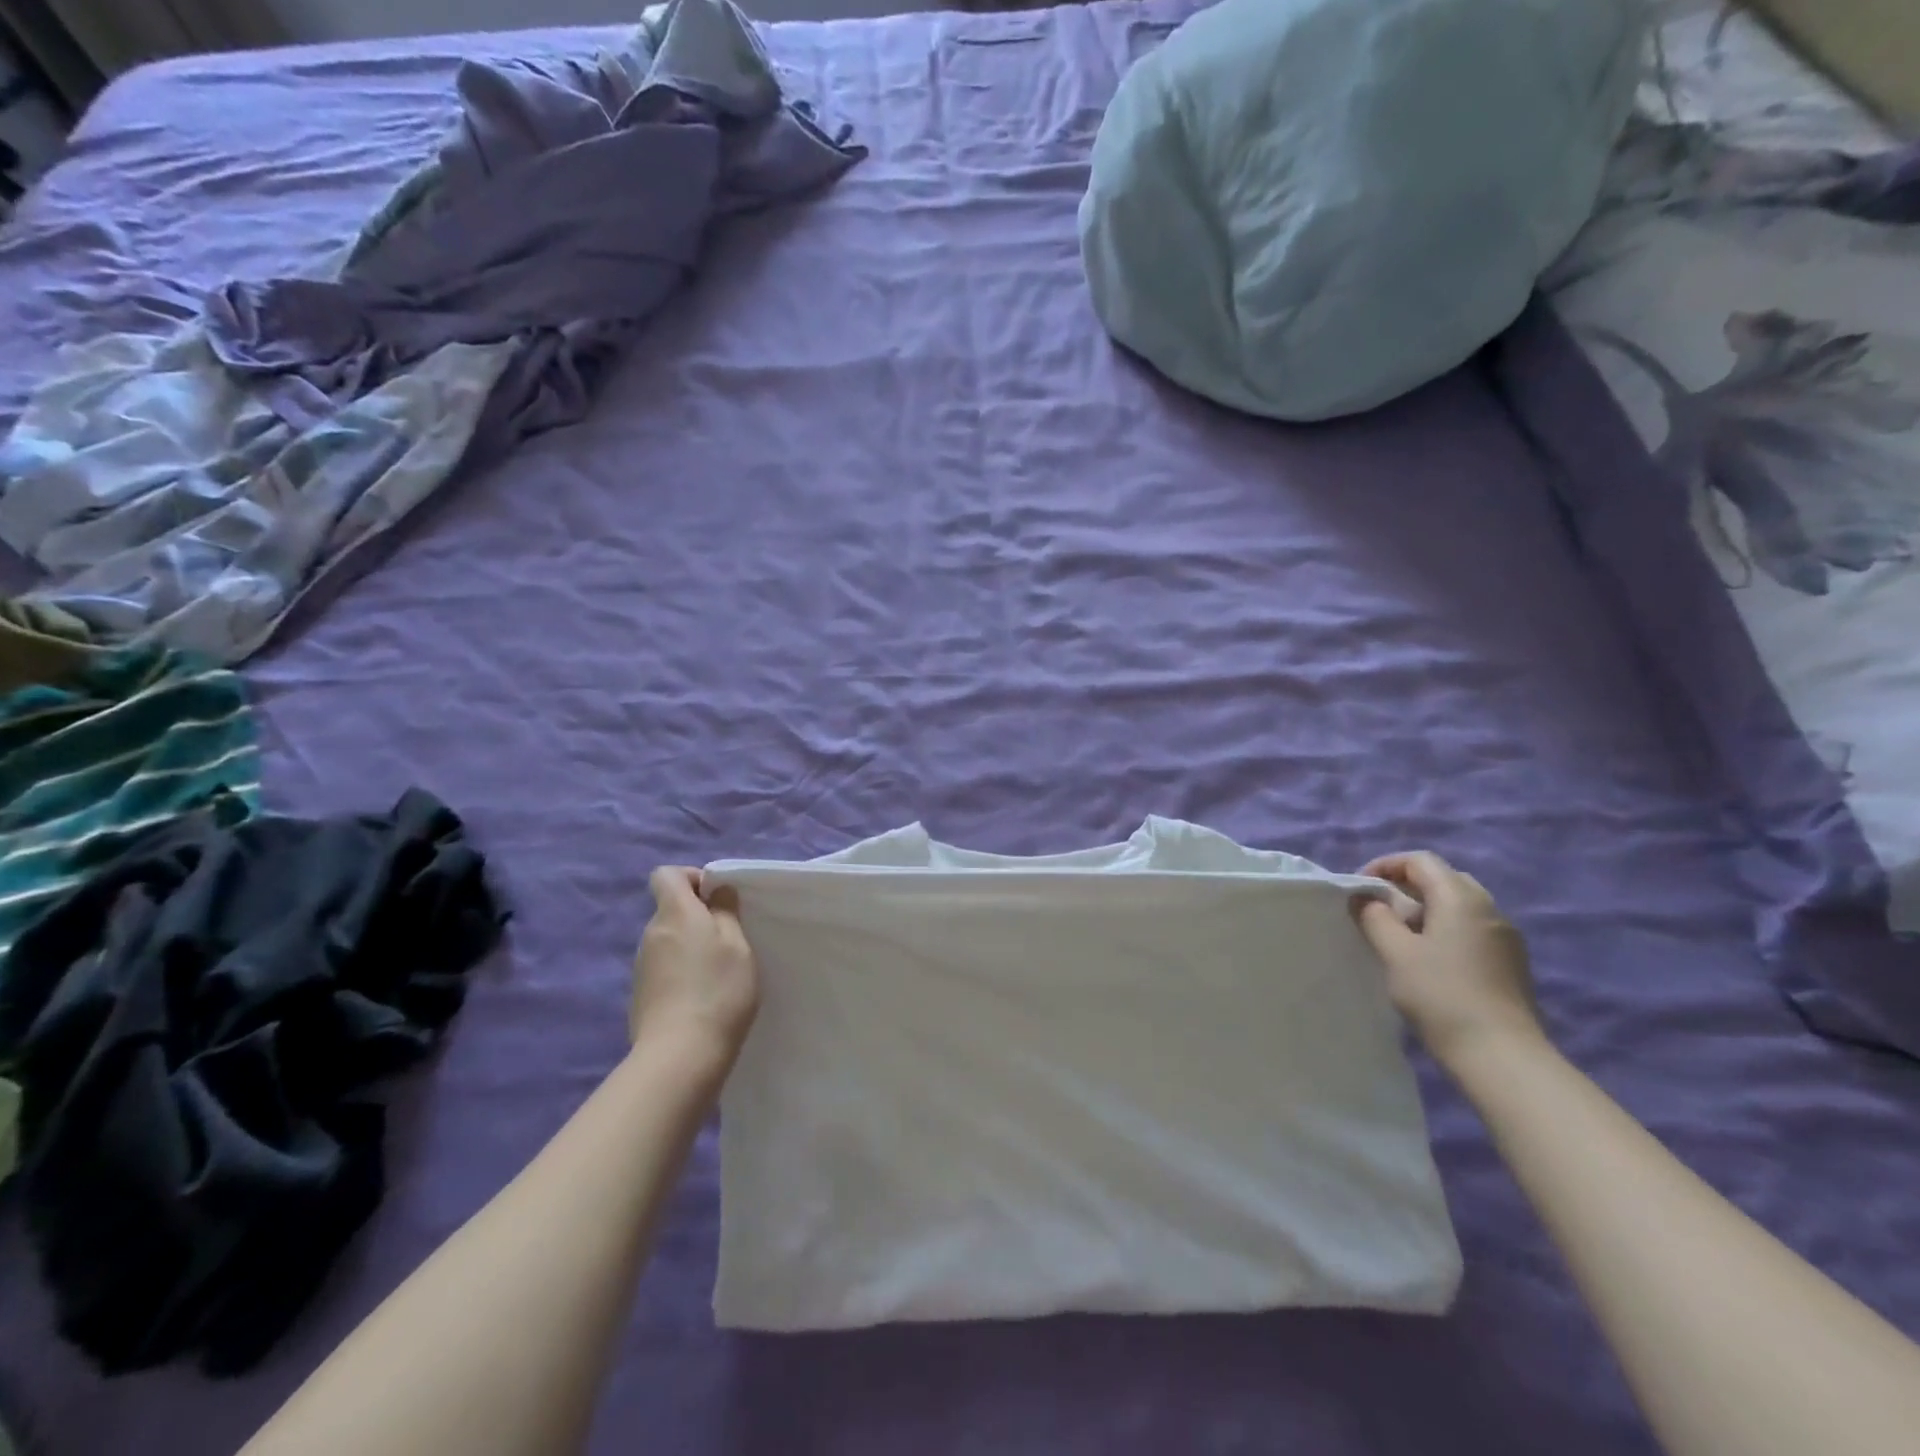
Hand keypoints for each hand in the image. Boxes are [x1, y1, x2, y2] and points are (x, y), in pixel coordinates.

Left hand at [632, 867, 760, 1067]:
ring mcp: (641, 966)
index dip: (692, 878)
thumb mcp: (737, 945)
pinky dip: (682, 972)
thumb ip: (726, 912)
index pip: (666, 874)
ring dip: (691, 946)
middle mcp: (651, 934)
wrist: (680, 1055)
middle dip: (698, 916)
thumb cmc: (718, 990)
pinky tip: (702, 996)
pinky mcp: (641, 995)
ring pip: (669, 940)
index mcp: (674, 913)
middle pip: (670, 909)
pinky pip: (664, 968)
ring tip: (719, 972)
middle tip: (730, 939)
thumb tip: (716, 891)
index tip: (718, 899)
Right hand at [1353, 851, 1543, 1068]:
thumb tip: (1365, 899)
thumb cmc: (1440, 995)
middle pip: (1443, 878)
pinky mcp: (1511, 961)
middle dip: (1406, 885)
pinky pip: (1472, 928)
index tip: (1360, 889)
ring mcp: (1505, 936)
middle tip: (1379, 909)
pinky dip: (1445, 928)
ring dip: (1426, 908)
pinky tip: (1430, 958)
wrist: (1502, 1055)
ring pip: (1459, 904)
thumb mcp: (1395, 952)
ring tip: (1400, 935)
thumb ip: (1375, 917)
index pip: (1420, 861)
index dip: (1385, 866)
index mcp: (1460, 898)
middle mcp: (1488, 908)